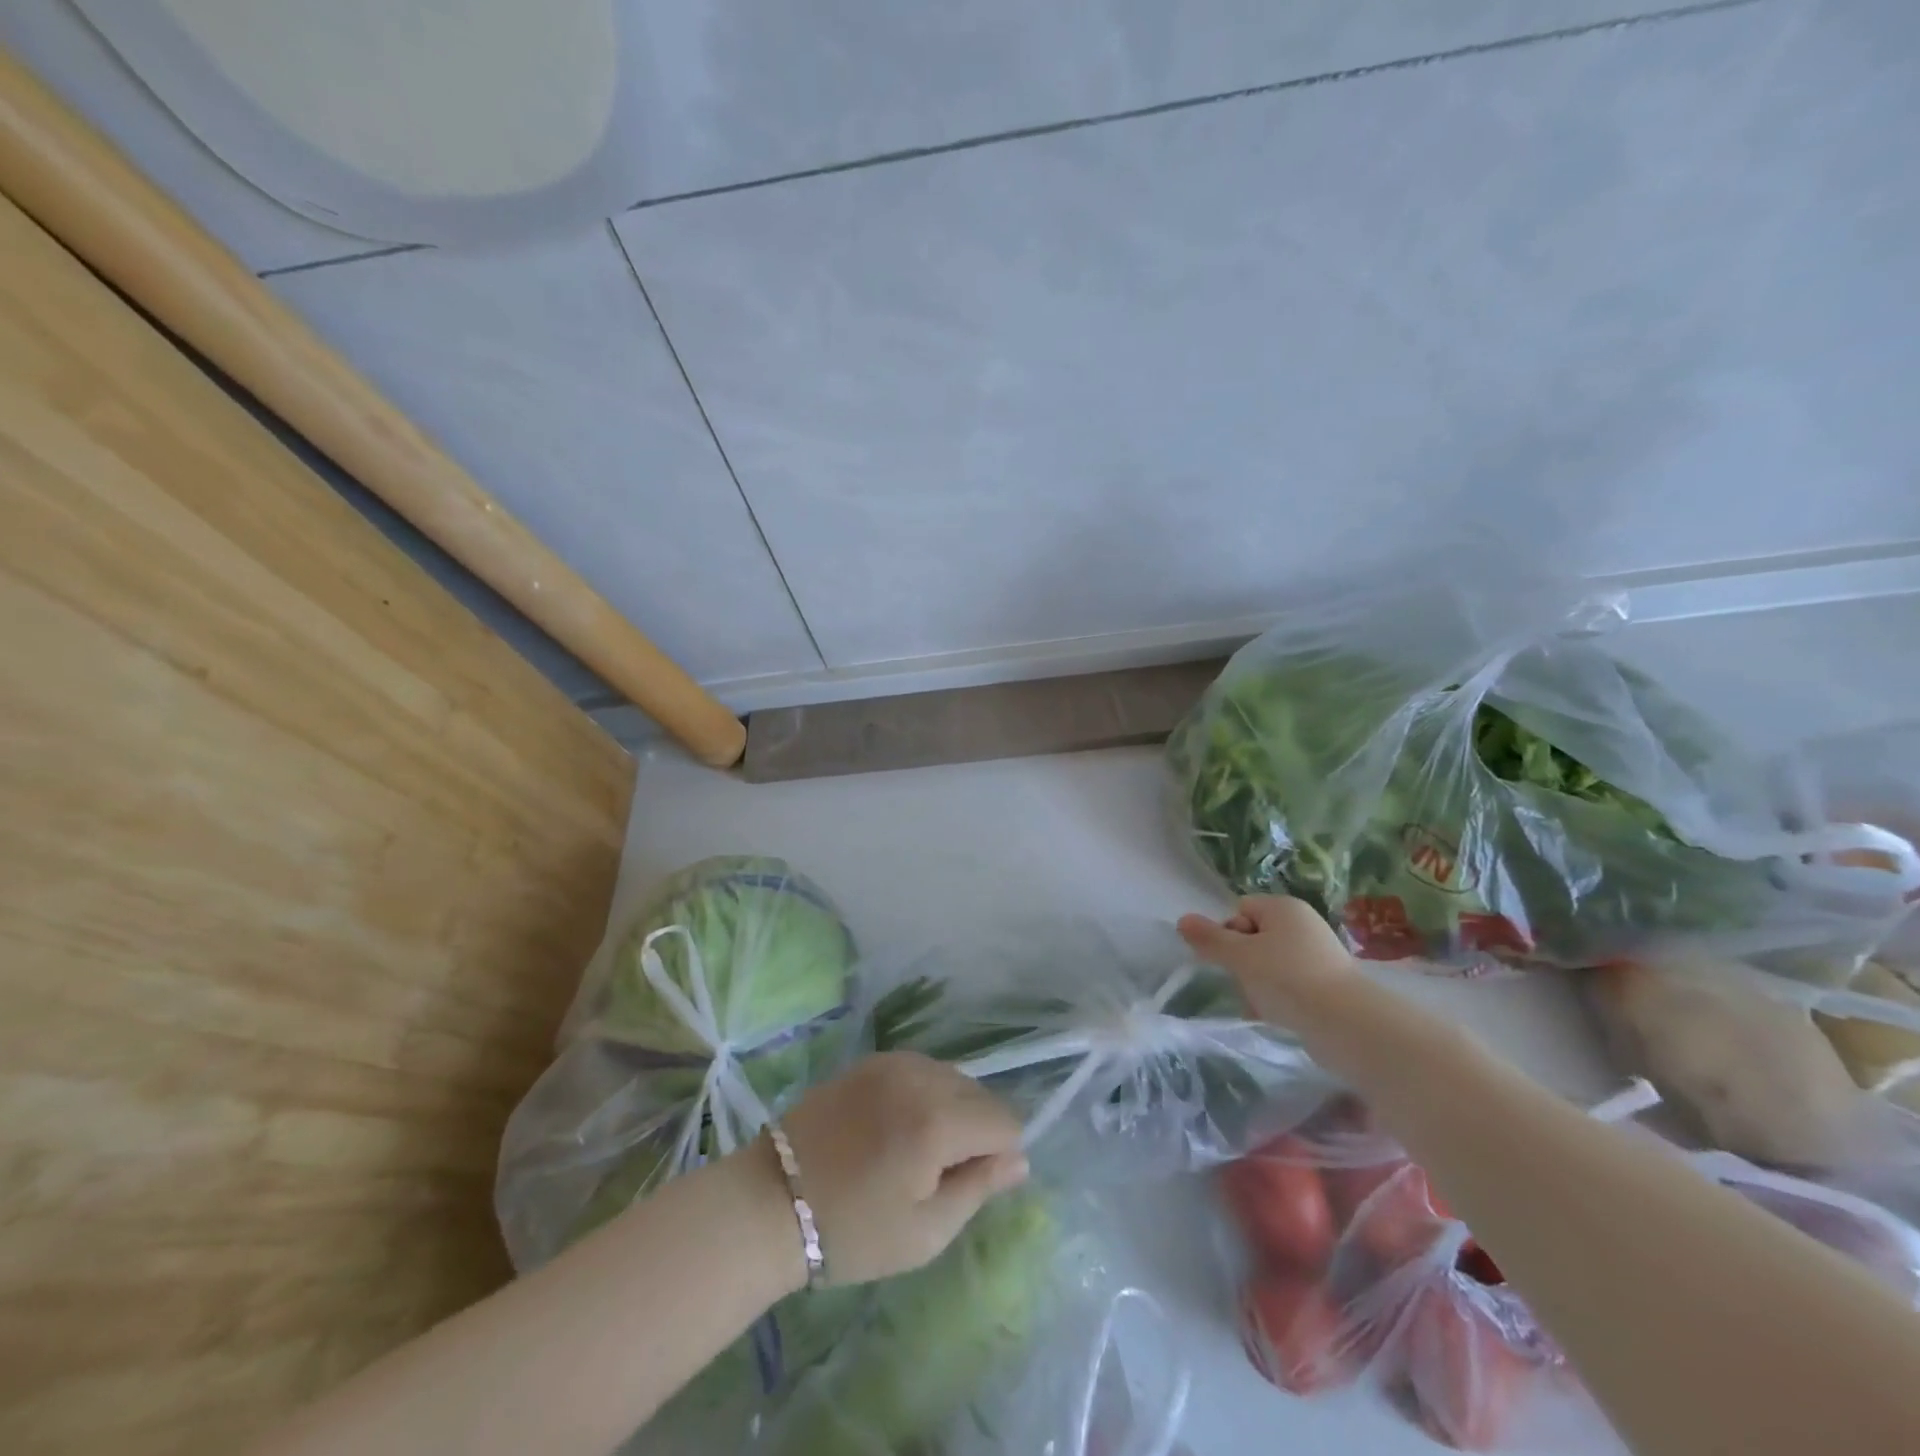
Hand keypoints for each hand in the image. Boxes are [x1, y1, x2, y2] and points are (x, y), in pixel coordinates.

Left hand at [777, 1052, 1027, 1286]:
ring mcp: (893, 1061)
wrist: (772, 1200)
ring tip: (915, 1151)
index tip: (966, 1184)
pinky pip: (922, 1069)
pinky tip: (896, 1126)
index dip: (999, 1156)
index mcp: (937, 1120)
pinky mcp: (871, 1060)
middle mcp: (921, 1076)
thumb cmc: (851, 1230)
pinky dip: (925, 1093)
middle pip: (981, 1095)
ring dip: (952, 1109)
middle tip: (938, 1173)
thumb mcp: (925, 1231)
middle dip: (976, 1131)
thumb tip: (1020, 1159)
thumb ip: (979, 1188)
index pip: (1005, 1121)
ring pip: (953, 1078)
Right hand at [1177, 895, 1358, 1028]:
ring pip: (1268, 964)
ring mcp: (1317, 955)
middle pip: (1253, 936)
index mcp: (1284, 908)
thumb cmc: (1288, 979)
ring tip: (1260, 1005)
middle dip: (1241, 962)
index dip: (1228, 932)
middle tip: (1244, 983)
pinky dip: (1277, 999)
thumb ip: (1209, 939)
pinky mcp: (1326, 985)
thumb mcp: (1240, 956)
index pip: (1240, 909)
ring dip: (1256, 984)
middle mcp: (1302, 925)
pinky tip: (1274, 1017)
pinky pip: (1288, 985)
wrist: (1347, 1024)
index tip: (1232, 957)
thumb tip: (1182, 920)